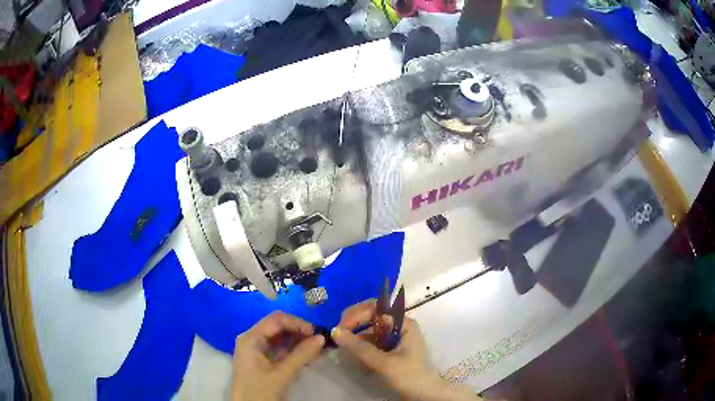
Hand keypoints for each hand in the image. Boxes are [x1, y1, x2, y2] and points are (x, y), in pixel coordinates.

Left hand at [232, 311, 324, 400]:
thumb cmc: (260, 391)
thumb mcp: (282, 374)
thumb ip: (301, 355)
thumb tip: (321, 338)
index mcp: (251, 338)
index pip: (276, 320)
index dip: (297, 323)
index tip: (316, 333)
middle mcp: (252, 339)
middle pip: (278, 327)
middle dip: (299, 332)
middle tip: (320, 341)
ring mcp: (256, 350)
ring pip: (280, 338)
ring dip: (299, 341)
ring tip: (319, 348)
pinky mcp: (261, 360)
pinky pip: (279, 349)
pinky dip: (294, 351)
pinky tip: (309, 356)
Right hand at [332, 300, 480, 400]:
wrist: (425, 396)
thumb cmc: (409, 377)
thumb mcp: (384, 363)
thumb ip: (359, 348)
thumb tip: (334, 331)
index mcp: (403, 323)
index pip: (376, 308)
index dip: (357, 314)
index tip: (340, 327)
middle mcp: (398, 326)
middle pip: (371, 316)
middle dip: (354, 323)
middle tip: (337, 334)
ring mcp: (394, 338)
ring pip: (369, 329)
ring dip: (355, 335)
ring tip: (341, 345)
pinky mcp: (389, 350)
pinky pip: (370, 341)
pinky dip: (360, 345)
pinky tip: (352, 353)